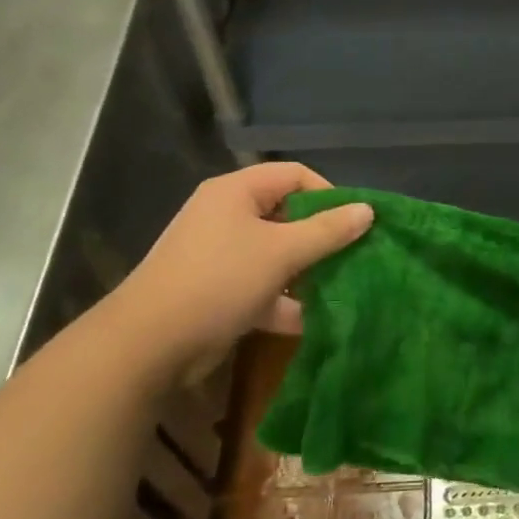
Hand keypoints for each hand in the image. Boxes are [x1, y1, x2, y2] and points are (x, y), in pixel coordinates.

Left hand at [104, 163, 372, 383]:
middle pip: (288, 215)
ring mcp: (222, 256)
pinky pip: (264, 287)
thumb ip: (328, 231)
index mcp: (236, 192)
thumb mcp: (282, 252)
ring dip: (309, 272)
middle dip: (324, 237)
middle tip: (356, 257)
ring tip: (344, 290)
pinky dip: (287, 302)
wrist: (150, 343)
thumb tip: (368, 210)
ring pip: (279, 255)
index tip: (356, 224)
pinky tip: (316, 321)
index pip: (294, 175)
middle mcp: (227, 216)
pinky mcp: (221, 291)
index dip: (329, 194)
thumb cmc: (220, 281)